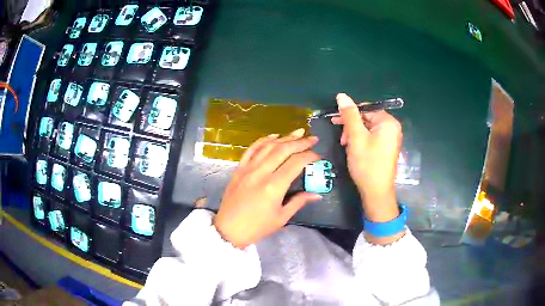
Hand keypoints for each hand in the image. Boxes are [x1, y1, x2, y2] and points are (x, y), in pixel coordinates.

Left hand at [214, 129, 321, 248]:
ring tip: (298, 133)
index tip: (318, 156)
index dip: (310, 156)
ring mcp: (248, 168)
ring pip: (268, 146)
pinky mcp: (239, 169)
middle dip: (301, 142)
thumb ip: (299, 201)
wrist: (228, 229)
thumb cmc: (257, 227)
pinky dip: (263, 140)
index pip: (296, 163)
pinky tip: (274, 136)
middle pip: (283, 149)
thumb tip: (316, 194)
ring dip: (284, 137)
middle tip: (313, 138)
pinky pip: (251, 149)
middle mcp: (261, 172)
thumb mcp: (281, 217)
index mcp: (274, 186)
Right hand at [332, 93, 403, 243]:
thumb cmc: (367, 164)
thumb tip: (342, 95)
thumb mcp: (356, 137)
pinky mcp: (386, 148)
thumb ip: (349, 115)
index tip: (335, 121)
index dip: (350, 113)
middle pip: (367, 118)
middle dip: (352, 126)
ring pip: (368, 128)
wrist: (377, 192)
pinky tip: (353, 149)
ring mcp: (390, 139)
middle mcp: (392, 128)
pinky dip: (361, 141)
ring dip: (354, 134)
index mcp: (388, 122)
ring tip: (345, 145)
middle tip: (341, 138)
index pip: (366, 108)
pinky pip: (371, 137)